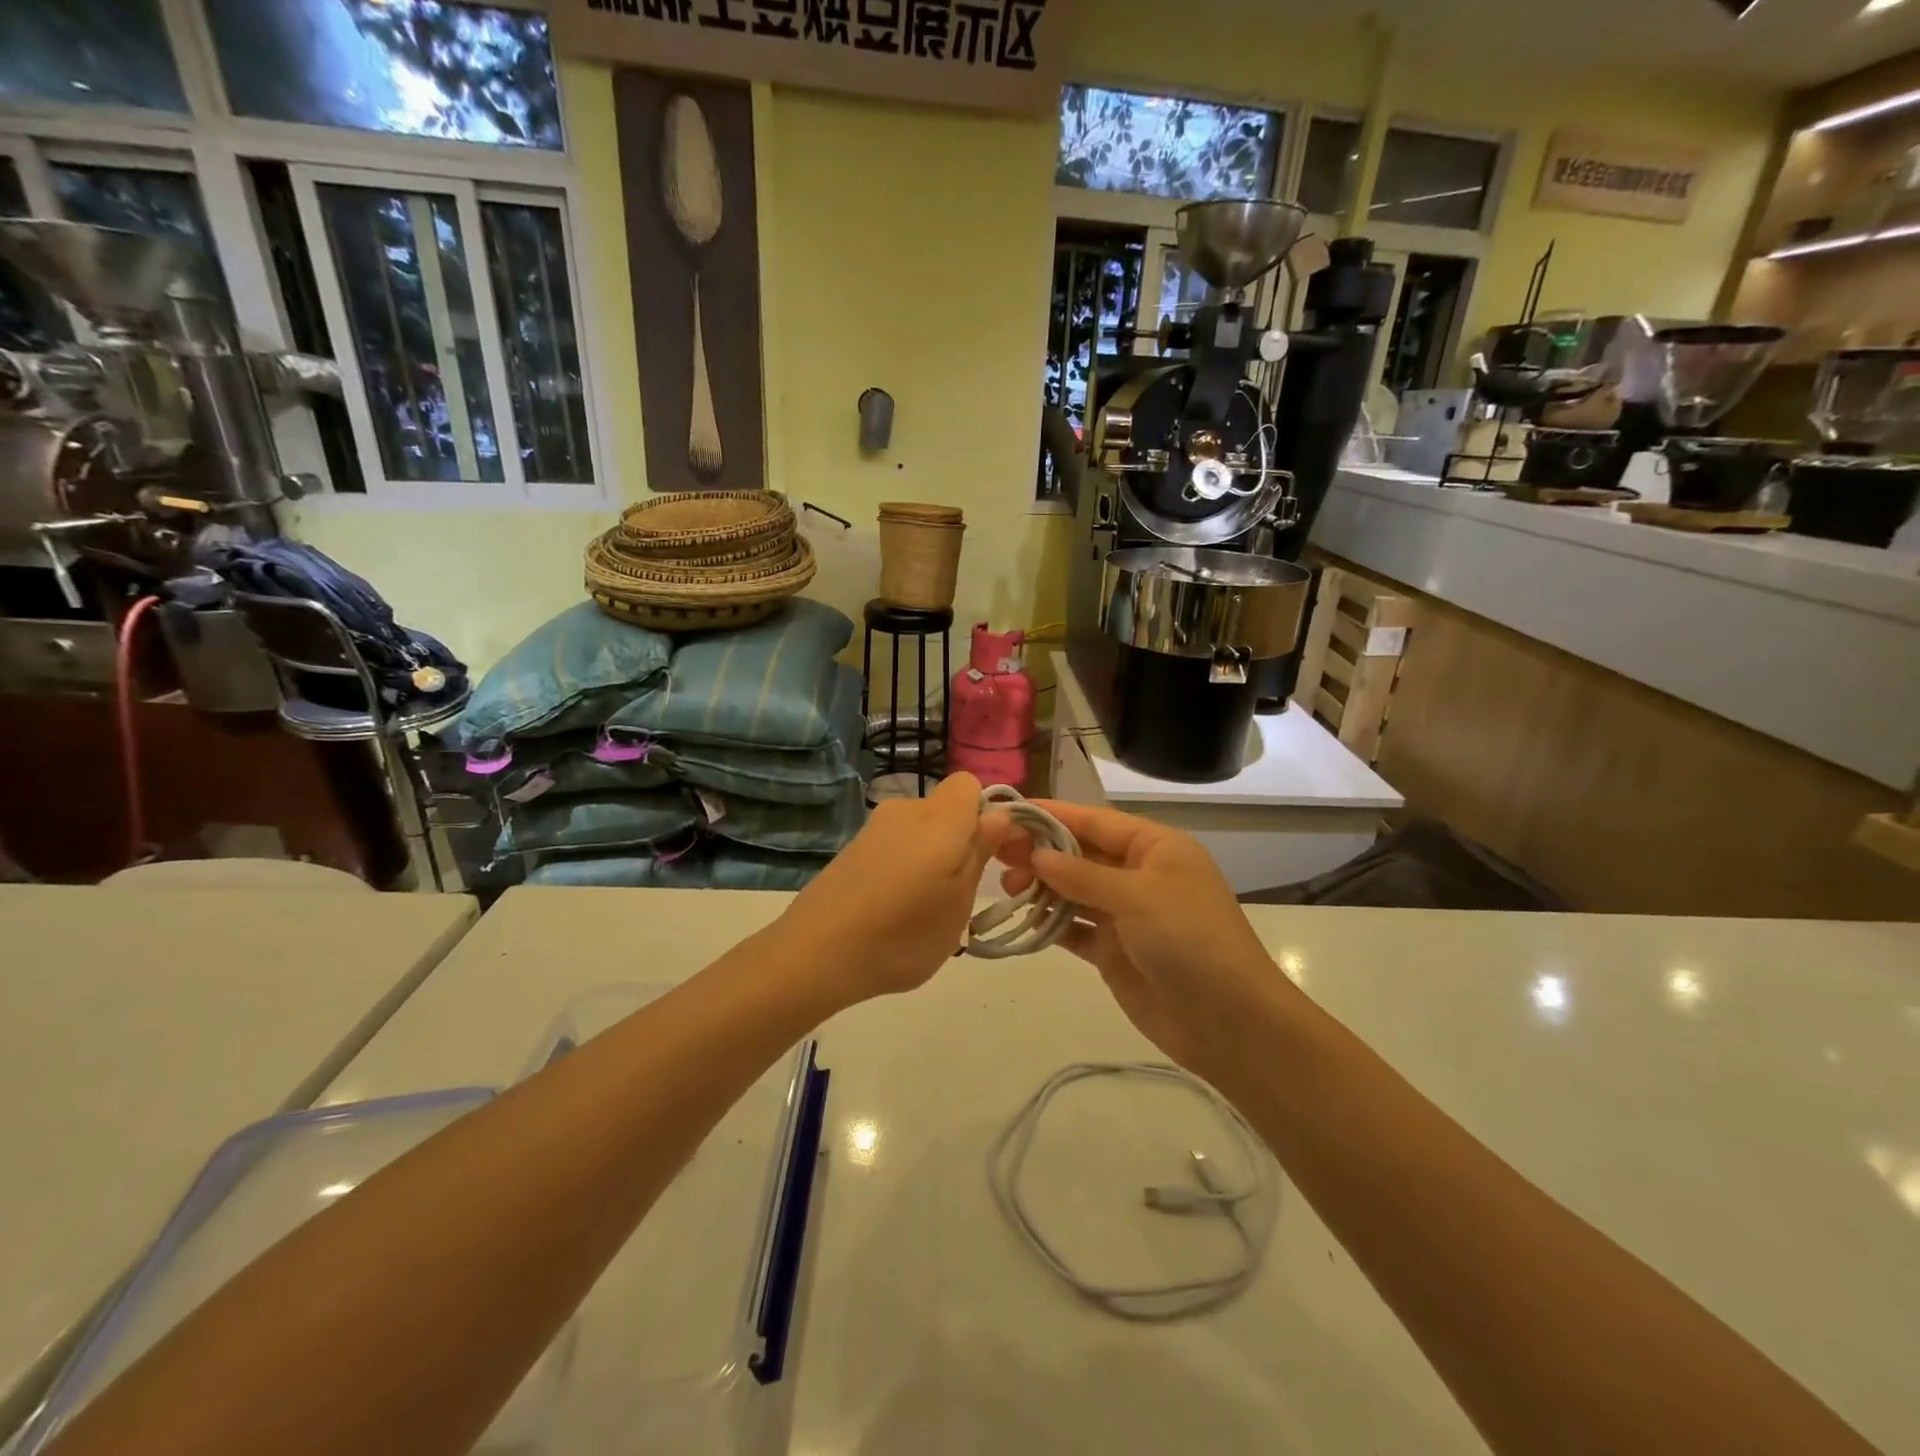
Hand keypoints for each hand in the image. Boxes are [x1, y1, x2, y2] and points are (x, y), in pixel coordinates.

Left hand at [779, 771, 1012, 1005]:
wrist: (815, 954)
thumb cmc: (903, 934)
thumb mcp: (958, 903)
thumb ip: (980, 853)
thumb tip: (999, 815)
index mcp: (940, 818)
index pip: (970, 784)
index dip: (985, 813)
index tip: (990, 853)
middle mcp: (906, 810)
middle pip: (945, 809)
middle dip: (959, 840)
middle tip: (959, 890)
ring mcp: (874, 828)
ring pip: (920, 830)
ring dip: (931, 856)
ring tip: (923, 907)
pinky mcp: (852, 847)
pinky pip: (895, 845)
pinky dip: (903, 866)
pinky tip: (892, 908)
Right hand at [998, 801, 1291, 1081]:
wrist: (1229, 1022)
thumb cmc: (1190, 940)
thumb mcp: (1138, 897)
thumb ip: (1083, 875)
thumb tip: (1037, 854)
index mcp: (1155, 848)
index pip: (1095, 821)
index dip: (1053, 814)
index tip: (1009, 812)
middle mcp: (1138, 875)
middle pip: (1080, 854)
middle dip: (1040, 851)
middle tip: (994, 853)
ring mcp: (1125, 915)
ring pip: (1073, 890)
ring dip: (1041, 886)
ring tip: (1005, 887)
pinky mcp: (1113, 951)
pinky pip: (1074, 928)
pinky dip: (1050, 922)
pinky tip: (1023, 918)